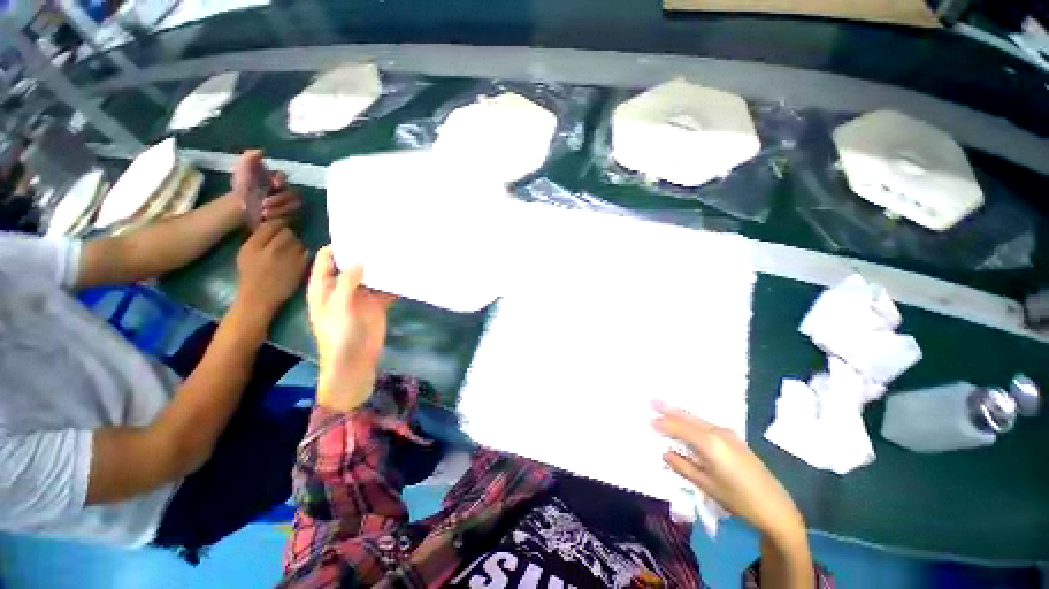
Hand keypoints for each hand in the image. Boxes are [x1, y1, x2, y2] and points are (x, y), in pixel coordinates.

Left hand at [231, 150, 300, 223]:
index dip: (281, 179)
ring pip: (294, 205)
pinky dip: (280, 216)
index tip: (275, 184)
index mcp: (274, 178)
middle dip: (279, 199)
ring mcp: (288, 202)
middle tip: (263, 203)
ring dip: (279, 208)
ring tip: (263, 212)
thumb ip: (249, 158)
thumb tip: (262, 151)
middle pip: (293, 193)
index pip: (284, 176)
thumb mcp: (241, 170)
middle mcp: (284, 190)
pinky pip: (293, 215)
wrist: (238, 209)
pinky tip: (267, 218)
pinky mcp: (289, 214)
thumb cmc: (242, 189)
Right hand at [235, 221, 308, 314]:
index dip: (278, 224)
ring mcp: (289, 257)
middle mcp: (271, 249)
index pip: (271, 225)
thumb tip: (270, 222)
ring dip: (296, 244)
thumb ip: (257, 238)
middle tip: (285, 241)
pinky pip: (306, 252)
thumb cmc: (251, 275)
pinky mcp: (301, 265)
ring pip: (298, 241)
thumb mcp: (245, 253)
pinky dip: (302, 253)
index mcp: (253, 245)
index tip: (280, 226)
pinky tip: (296, 259)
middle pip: (287, 232)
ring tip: (289, 252)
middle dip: (287, 234)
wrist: (260, 298)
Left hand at [307, 246, 395, 412]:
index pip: (327, 258)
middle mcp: (342, 287)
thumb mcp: (338, 306)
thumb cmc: (338, 334)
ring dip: (381, 267)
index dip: (339, 246)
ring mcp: (361, 295)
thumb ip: (348, 281)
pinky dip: (394, 282)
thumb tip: (360, 259)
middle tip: (382, 237)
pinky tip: (405, 271)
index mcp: (324, 286)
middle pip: (352, 264)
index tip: (358, 233)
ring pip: (371, 275)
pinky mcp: (377, 303)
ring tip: (396, 250)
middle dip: (364, 253)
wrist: (355, 360)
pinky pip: (386, 288)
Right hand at [653, 403, 805, 542]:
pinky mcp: (734, 438)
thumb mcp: (707, 485)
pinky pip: (706, 423)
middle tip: (651, 400)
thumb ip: (683, 467)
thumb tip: (664, 453)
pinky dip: (692, 420)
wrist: (775, 507)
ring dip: (679, 413)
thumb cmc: (739, 500)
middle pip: (688, 417)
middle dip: (668, 409)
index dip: (662, 423)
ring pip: (697, 419)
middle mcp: (718, 432)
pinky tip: (686, 422)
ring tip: (663, 406)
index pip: (679, 428)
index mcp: (709, 443)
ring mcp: (728, 433)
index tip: (647, 420)